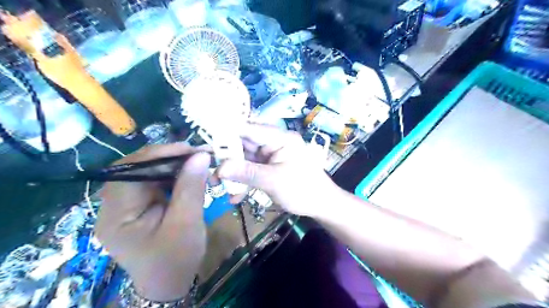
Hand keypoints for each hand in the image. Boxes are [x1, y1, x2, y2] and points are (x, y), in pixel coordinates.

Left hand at [96, 143, 210, 300]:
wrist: (170, 283)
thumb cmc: (176, 259)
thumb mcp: (187, 223)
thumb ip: (191, 187)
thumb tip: (201, 155)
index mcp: (117, 215)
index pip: (129, 172)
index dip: (159, 155)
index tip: (190, 150)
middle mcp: (113, 206)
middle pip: (136, 169)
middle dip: (168, 158)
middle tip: (197, 155)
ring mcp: (125, 205)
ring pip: (146, 172)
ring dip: (172, 165)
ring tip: (196, 163)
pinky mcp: (137, 206)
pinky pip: (153, 182)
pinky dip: (172, 175)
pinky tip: (188, 175)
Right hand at [218, 122, 338, 216]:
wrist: (321, 205)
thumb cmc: (303, 190)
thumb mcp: (274, 181)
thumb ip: (247, 173)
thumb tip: (219, 168)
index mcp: (280, 138)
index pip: (249, 128)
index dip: (226, 131)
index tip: (204, 139)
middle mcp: (274, 142)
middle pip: (244, 144)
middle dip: (225, 156)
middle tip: (207, 166)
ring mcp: (271, 155)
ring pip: (245, 158)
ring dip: (232, 171)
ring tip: (215, 183)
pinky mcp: (269, 167)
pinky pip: (251, 169)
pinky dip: (242, 180)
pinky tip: (234, 196)